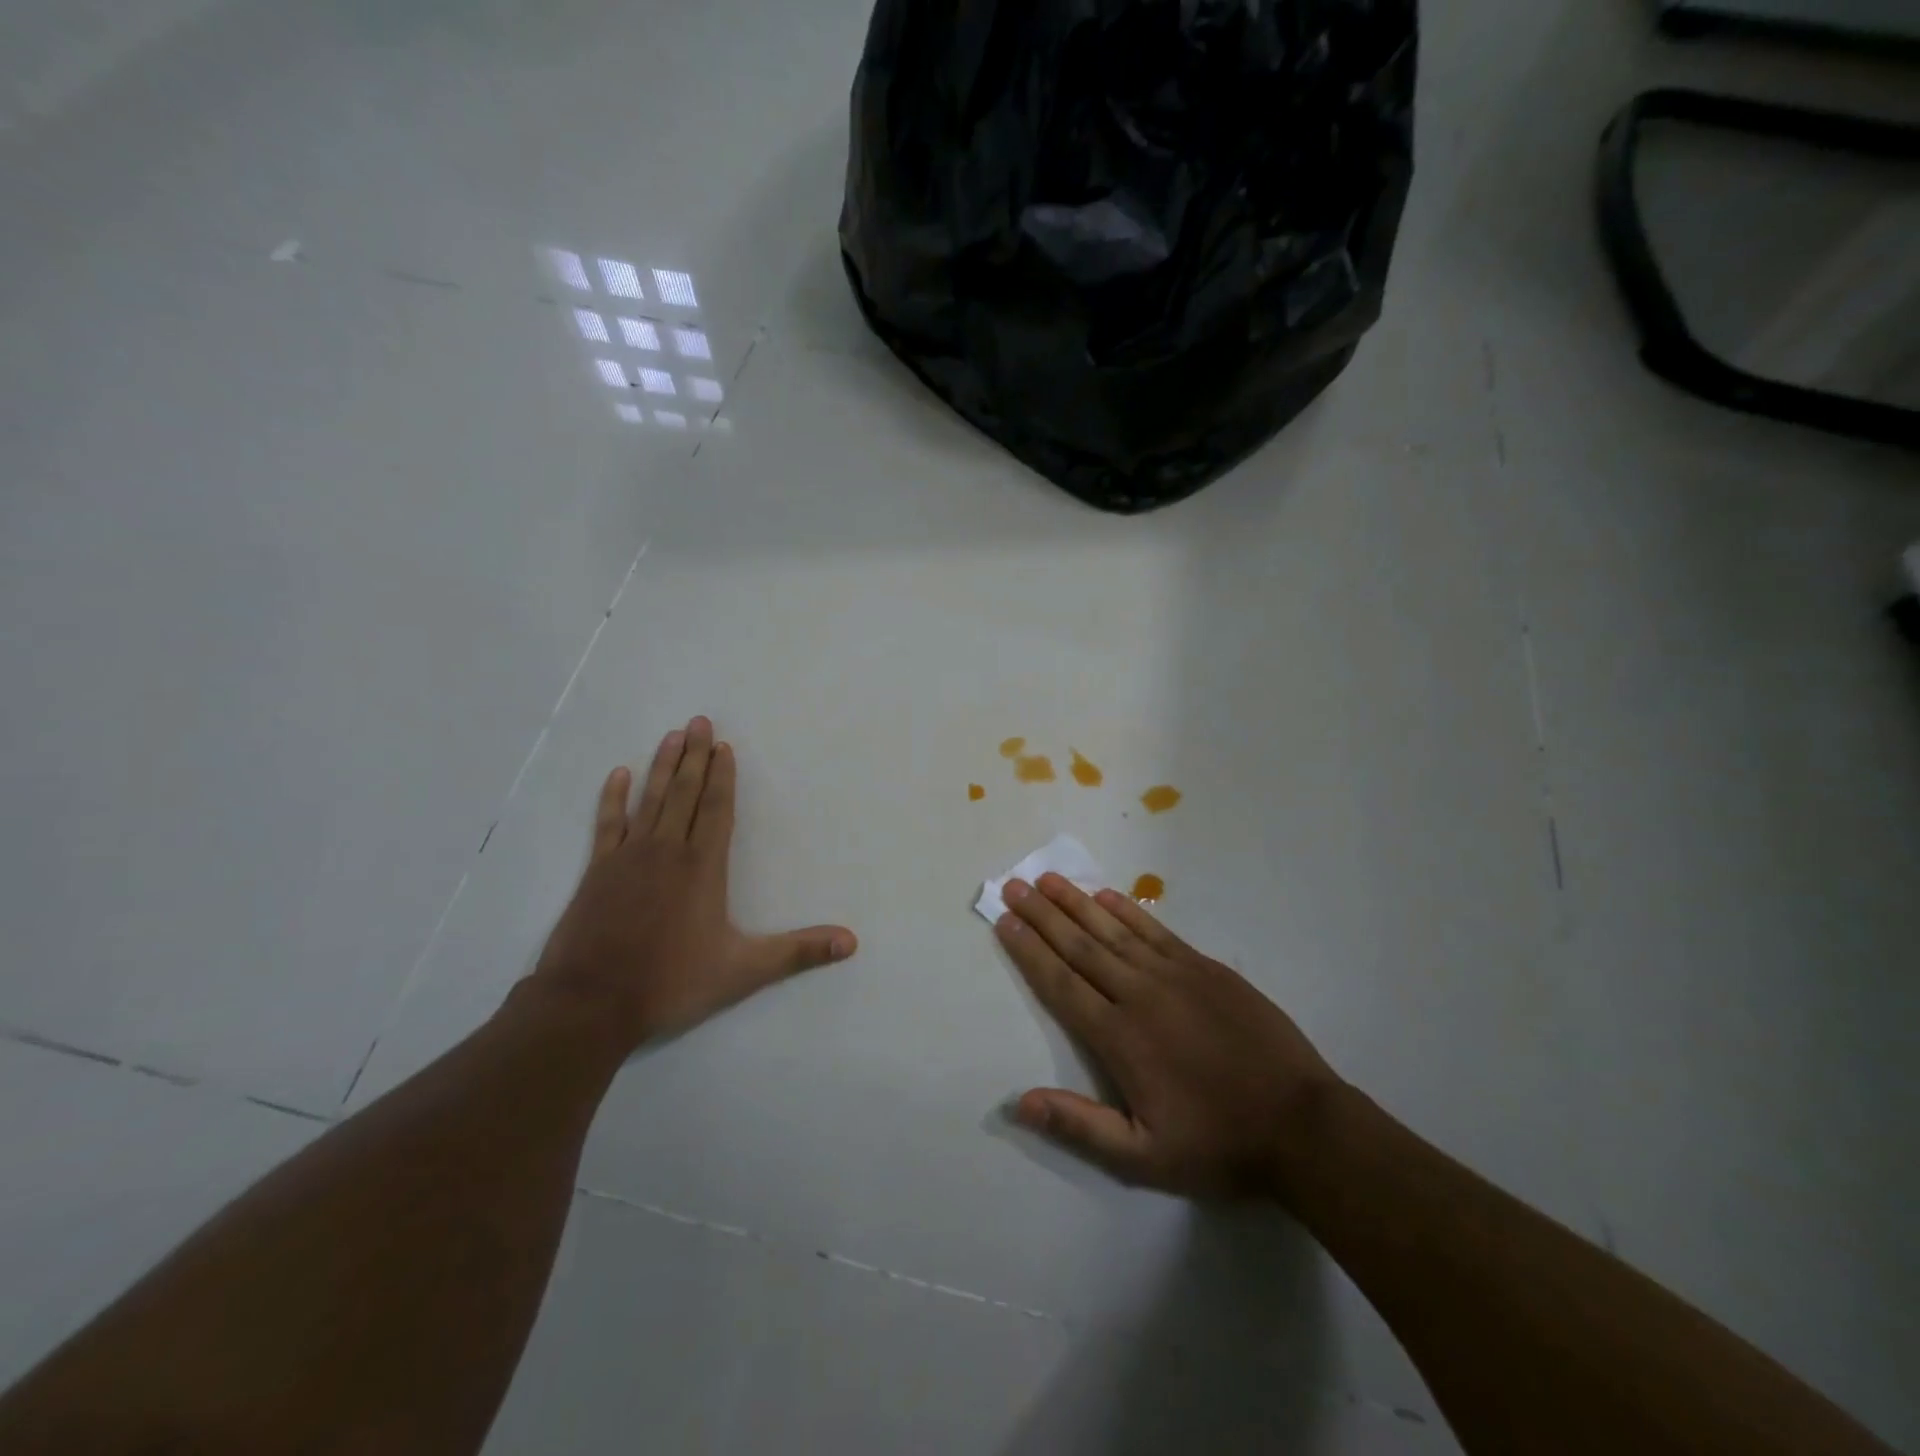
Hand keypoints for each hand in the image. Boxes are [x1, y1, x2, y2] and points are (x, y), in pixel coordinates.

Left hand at [529, 716, 857, 1052]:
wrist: (591, 1003)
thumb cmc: (671, 982)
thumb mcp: (743, 971)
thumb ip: (798, 952)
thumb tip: (851, 942)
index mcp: (702, 867)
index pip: (716, 809)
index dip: (723, 777)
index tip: (723, 745)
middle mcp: (667, 851)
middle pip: (684, 793)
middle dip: (694, 756)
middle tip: (698, 720)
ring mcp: (628, 857)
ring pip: (649, 800)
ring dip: (661, 766)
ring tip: (671, 735)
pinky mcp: (597, 871)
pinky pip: (608, 824)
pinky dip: (613, 798)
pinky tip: (618, 775)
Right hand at [996, 873, 1341, 1198]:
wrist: (1301, 1124)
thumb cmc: (1218, 1143)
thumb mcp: (1144, 1156)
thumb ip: (1079, 1125)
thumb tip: (1019, 1101)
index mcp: (1119, 1037)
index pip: (1061, 984)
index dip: (1029, 950)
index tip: (1004, 921)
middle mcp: (1139, 994)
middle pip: (1080, 946)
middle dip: (1042, 915)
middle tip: (1014, 885)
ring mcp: (1175, 975)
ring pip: (1113, 931)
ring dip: (1076, 903)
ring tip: (1048, 879)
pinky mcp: (1205, 967)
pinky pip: (1156, 931)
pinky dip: (1127, 911)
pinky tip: (1106, 895)